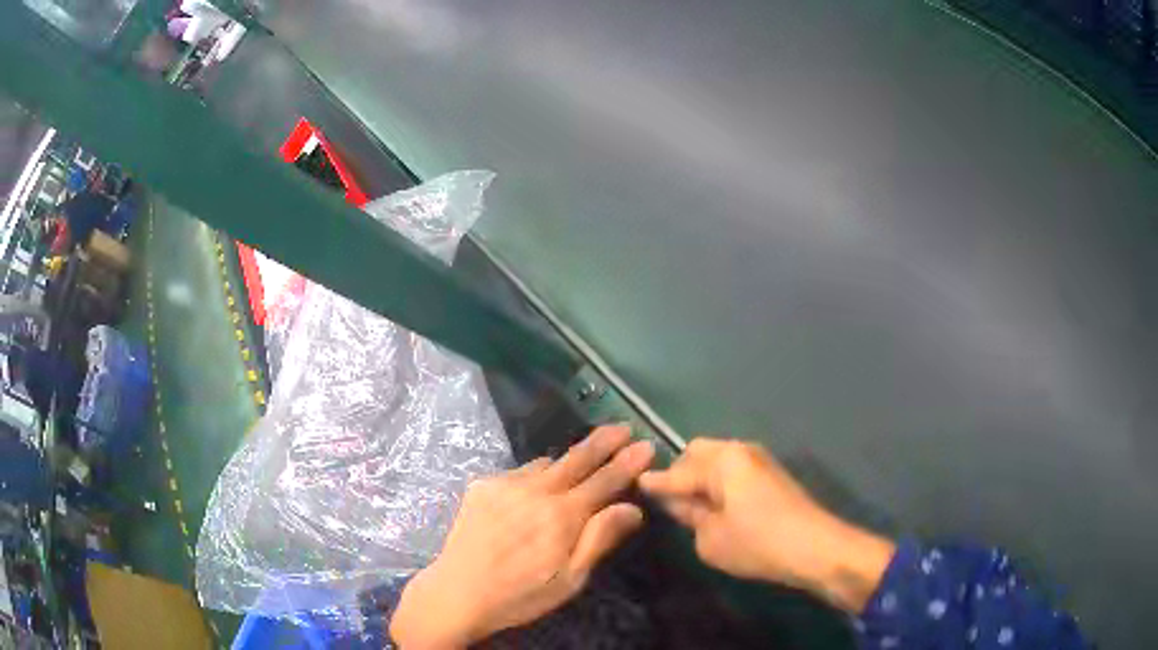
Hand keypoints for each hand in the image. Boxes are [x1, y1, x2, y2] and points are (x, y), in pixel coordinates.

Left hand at [390, 426, 654, 648]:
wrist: (457, 593)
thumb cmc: (521, 595)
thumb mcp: (570, 580)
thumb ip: (600, 539)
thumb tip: (631, 508)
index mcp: (562, 516)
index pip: (604, 481)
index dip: (627, 464)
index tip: (646, 445)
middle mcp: (536, 491)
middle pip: (576, 459)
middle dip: (603, 441)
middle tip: (623, 427)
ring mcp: (505, 484)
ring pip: (547, 463)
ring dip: (567, 462)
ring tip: (578, 467)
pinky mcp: (483, 485)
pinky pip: (520, 472)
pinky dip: (536, 476)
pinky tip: (533, 494)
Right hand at [638, 439, 894, 613]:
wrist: (814, 547)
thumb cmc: (757, 543)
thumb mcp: (710, 538)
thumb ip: (688, 515)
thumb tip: (678, 502)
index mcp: (722, 460)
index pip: (677, 472)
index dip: (654, 482)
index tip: (632, 483)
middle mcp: (740, 450)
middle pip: (697, 453)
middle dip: (679, 474)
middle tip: (669, 503)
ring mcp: (758, 459)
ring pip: (716, 459)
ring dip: (700, 477)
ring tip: (693, 507)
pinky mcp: (771, 473)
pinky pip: (733, 470)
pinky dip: (719, 482)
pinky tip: (718, 506)